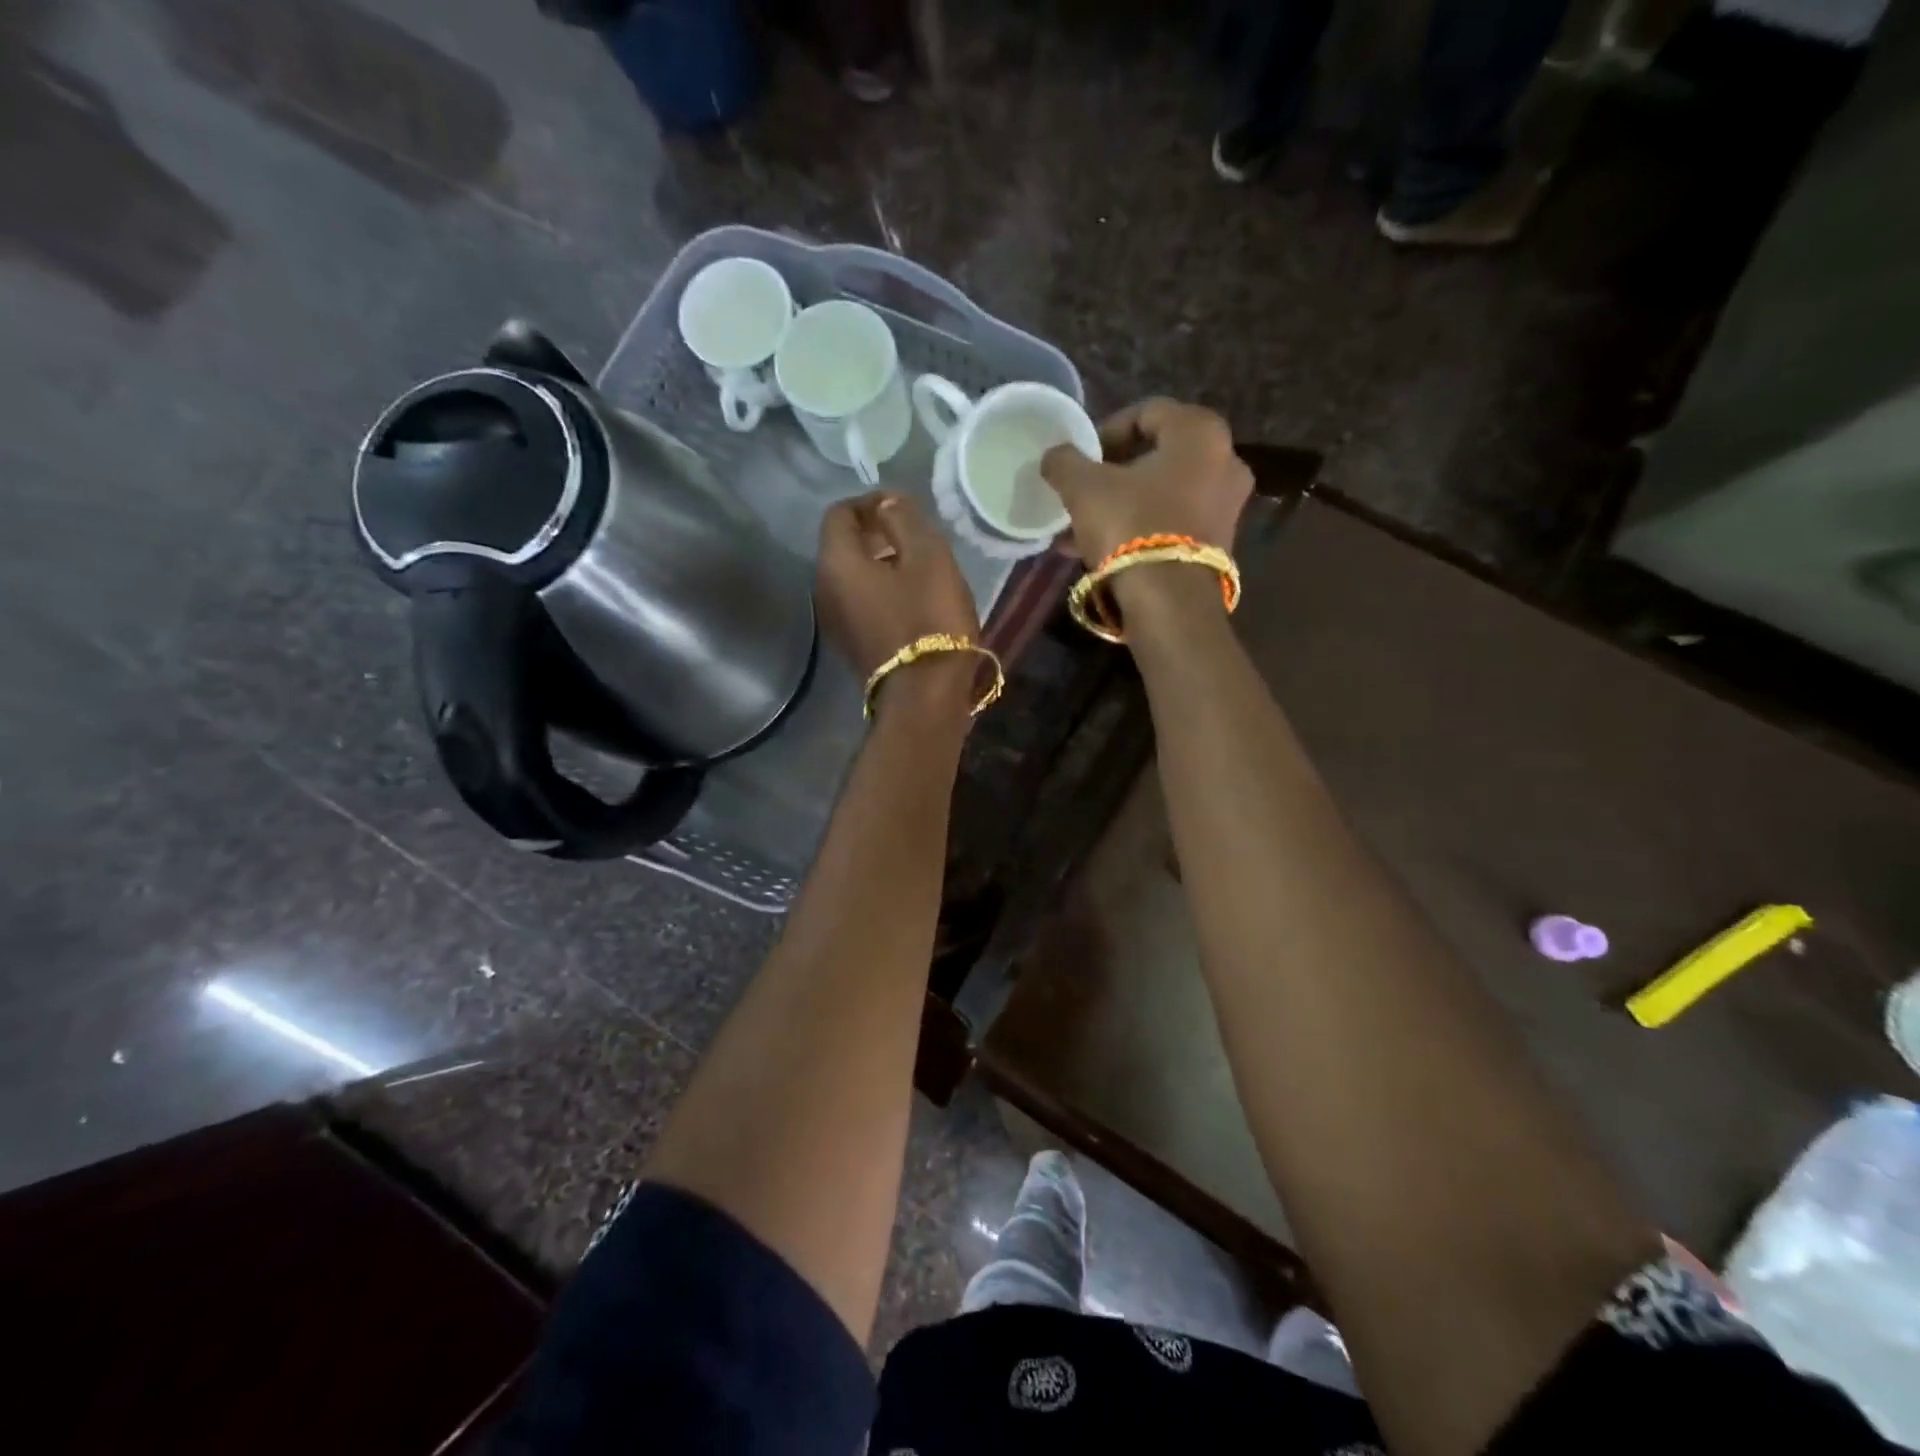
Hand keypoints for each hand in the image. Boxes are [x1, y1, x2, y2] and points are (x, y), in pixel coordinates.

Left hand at [816, 492, 981, 716]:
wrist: (924, 695)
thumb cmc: (929, 619)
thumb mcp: (928, 557)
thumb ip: (903, 519)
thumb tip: (887, 503)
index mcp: (837, 562)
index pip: (839, 513)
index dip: (869, 501)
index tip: (902, 505)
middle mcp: (824, 588)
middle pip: (841, 545)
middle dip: (873, 531)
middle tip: (911, 531)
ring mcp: (834, 621)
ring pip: (850, 575)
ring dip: (877, 561)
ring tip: (915, 563)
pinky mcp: (849, 644)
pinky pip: (858, 601)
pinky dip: (877, 588)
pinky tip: (909, 596)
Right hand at [1040, 398, 1252, 568]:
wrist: (1169, 601)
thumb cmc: (1130, 525)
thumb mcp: (1084, 488)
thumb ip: (1066, 462)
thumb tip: (1055, 456)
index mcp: (1200, 432)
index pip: (1148, 412)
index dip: (1106, 431)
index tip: (1081, 457)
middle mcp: (1225, 460)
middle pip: (1156, 456)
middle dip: (1113, 474)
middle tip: (1081, 492)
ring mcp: (1227, 505)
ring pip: (1161, 494)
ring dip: (1121, 505)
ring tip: (1080, 528)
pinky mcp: (1219, 543)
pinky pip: (1172, 523)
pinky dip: (1139, 529)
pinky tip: (1100, 551)